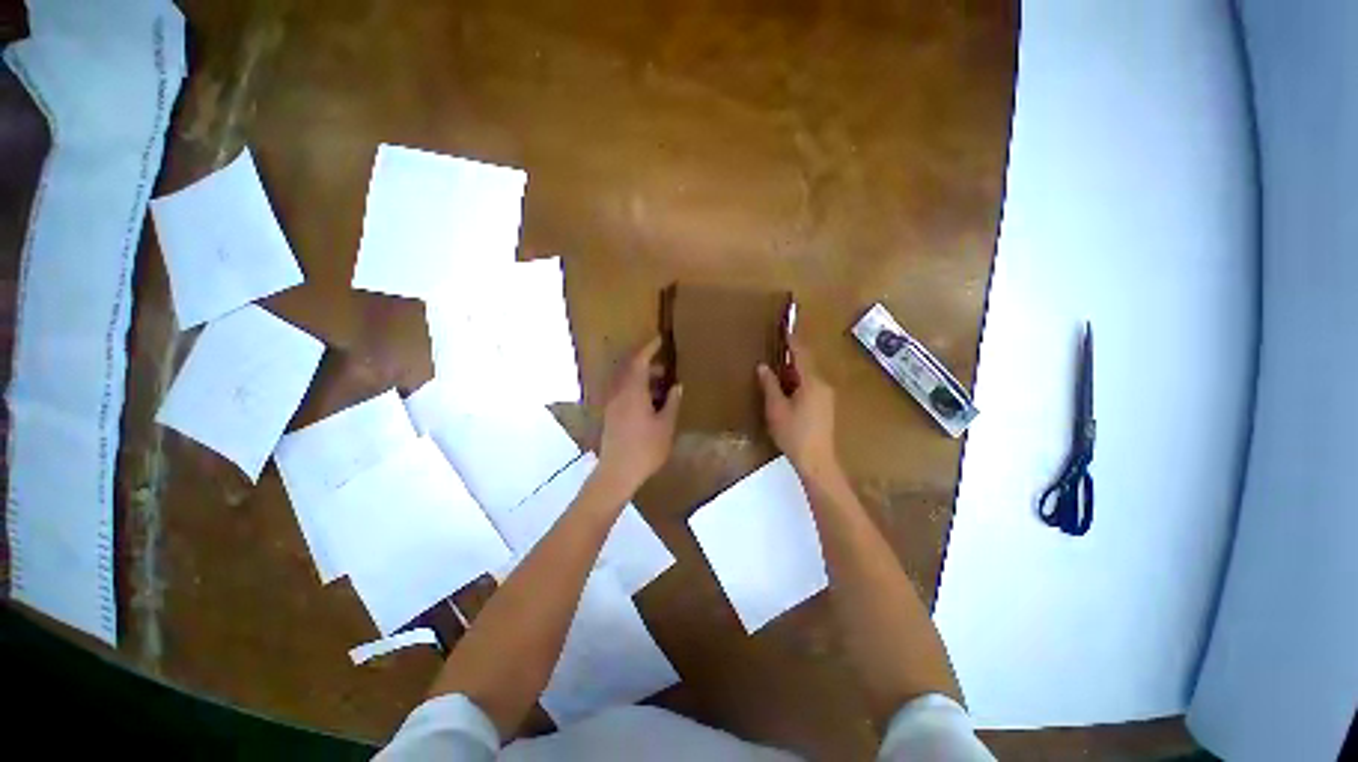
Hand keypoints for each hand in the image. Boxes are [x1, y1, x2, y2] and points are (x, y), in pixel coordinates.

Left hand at [597, 336, 682, 493]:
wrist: (617, 472)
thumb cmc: (645, 448)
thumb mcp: (666, 425)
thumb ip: (672, 402)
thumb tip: (677, 386)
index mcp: (633, 391)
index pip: (639, 361)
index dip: (649, 348)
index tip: (659, 339)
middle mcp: (619, 393)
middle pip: (630, 369)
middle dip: (647, 364)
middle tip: (665, 368)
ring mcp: (612, 404)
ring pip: (626, 381)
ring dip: (641, 378)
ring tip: (661, 386)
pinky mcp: (610, 414)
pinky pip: (623, 392)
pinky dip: (636, 389)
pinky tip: (649, 402)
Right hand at [757, 339, 840, 484]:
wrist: (817, 461)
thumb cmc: (794, 433)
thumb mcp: (776, 408)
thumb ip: (770, 385)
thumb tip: (763, 366)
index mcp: (812, 382)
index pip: (801, 354)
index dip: (792, 340)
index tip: (786, 327)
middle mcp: (823, 385)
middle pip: (806, 364)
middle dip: (790, 357)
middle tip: (774, 349)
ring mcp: (826, 397)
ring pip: (808, 377)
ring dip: (793, 372)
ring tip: (775, 370)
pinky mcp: (825, 407)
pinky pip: (811, 387)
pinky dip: (797, 383)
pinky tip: (785, 390)